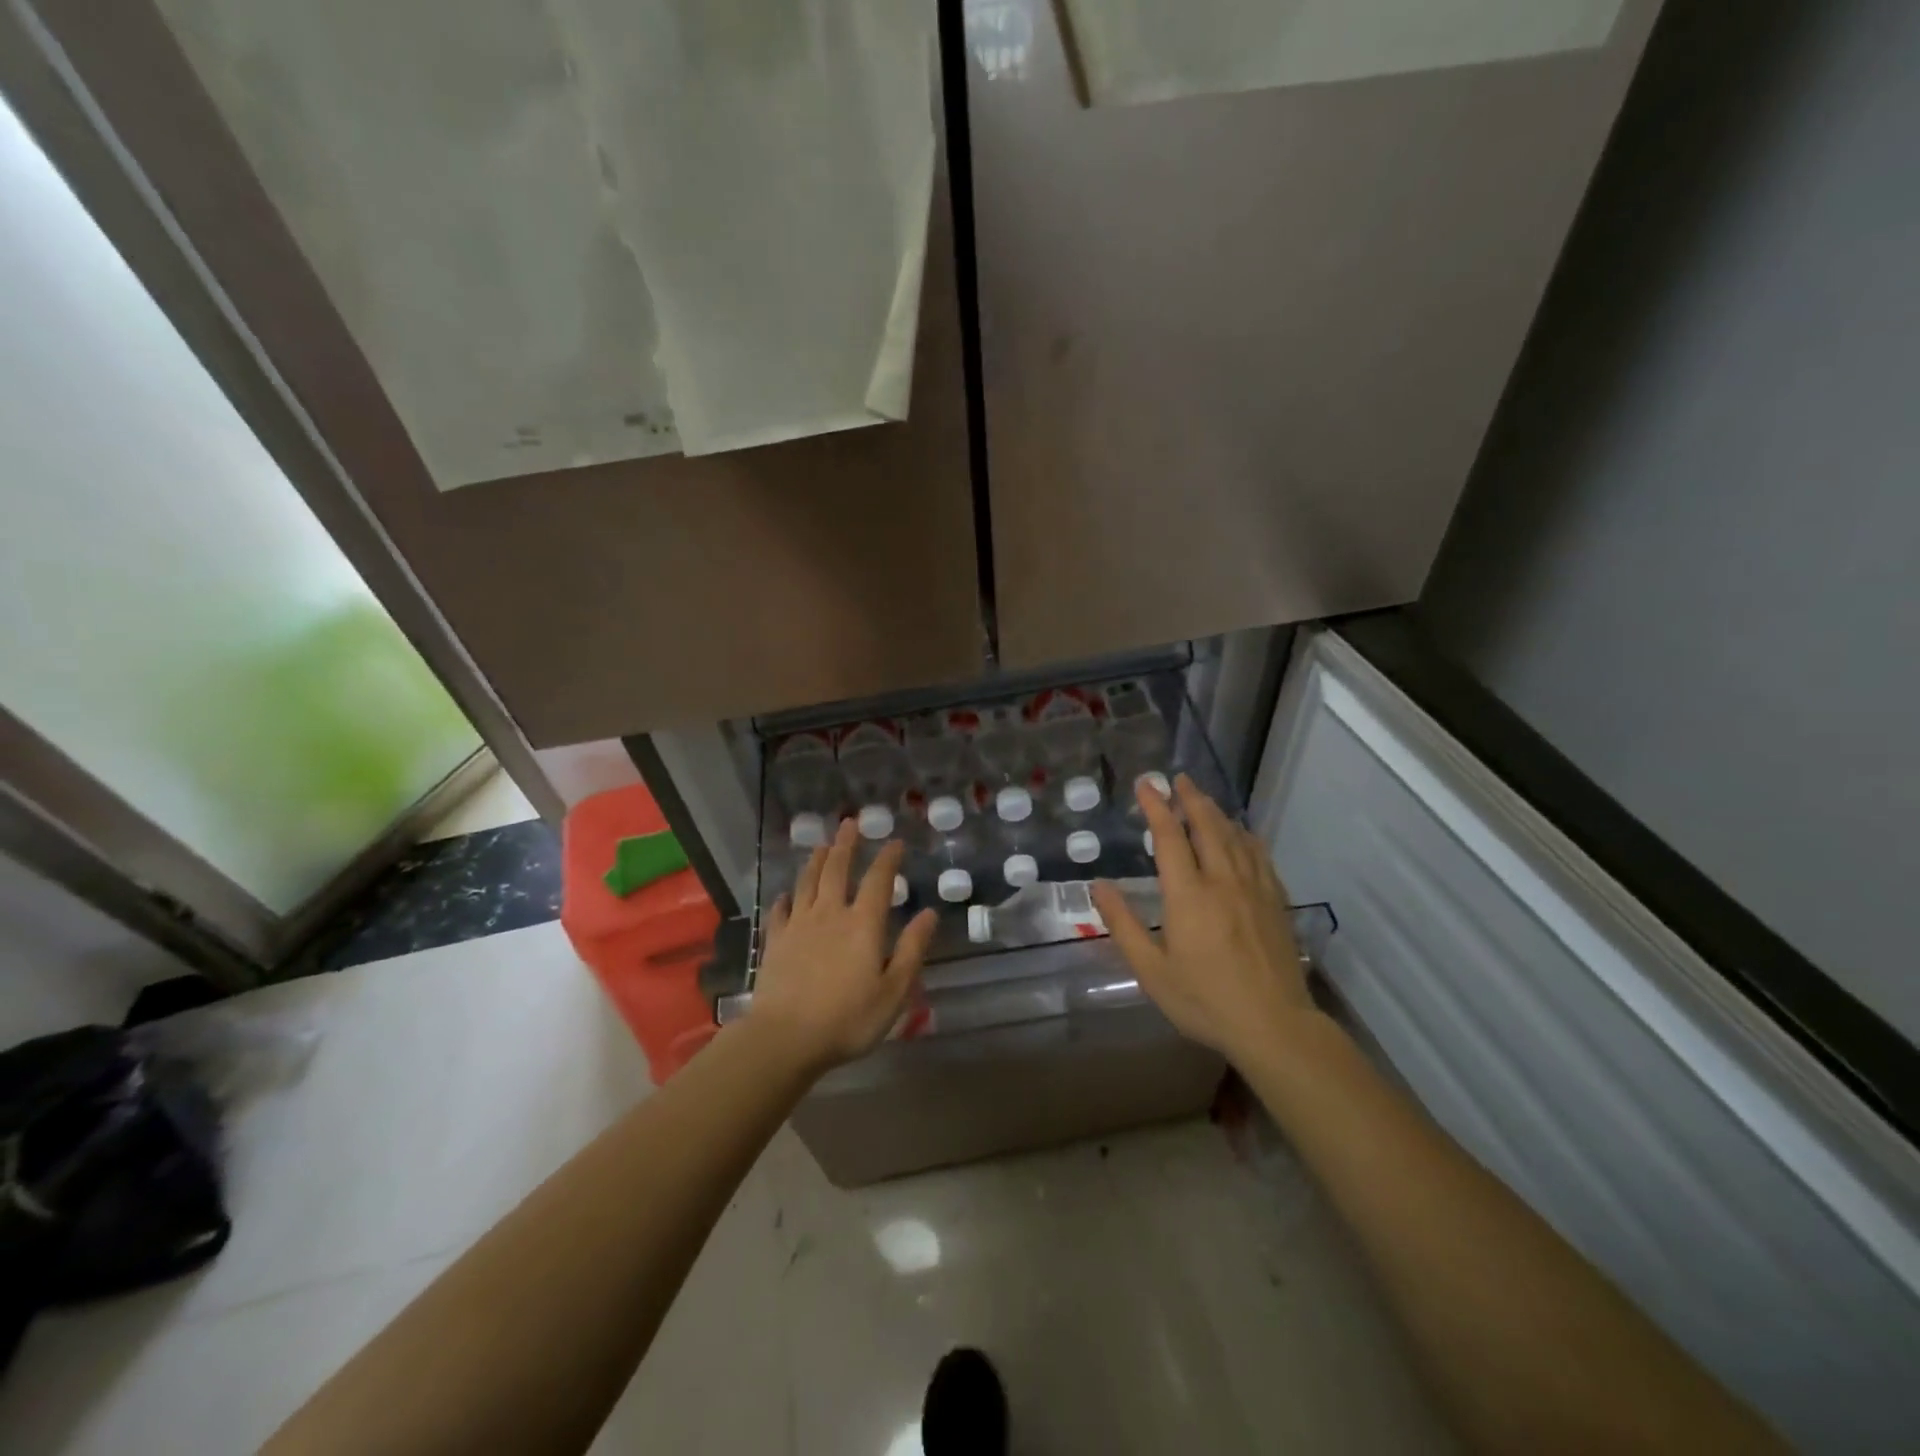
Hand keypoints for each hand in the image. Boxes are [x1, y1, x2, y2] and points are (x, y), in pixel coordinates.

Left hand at [748, 818, 935, 1074]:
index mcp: (863, 924)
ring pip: (808, 883)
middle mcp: (830, 914)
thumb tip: (929, 913)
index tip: (895, 842)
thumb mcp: (893, 991)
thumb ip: (912, 949)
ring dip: (816, 861)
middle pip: (837, 870)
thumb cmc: (847, 1019)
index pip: (878, 881)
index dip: (888, 859)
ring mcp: (799, 925)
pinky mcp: (776, 941)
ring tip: (823, 845)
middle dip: (846, 845)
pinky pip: (780, 911)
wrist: (784, 1038)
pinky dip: (785, 898)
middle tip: (850, 823)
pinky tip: (786, 895)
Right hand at [1092, 774, 1312, 1067]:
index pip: (1170, 837)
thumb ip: (1123, 925)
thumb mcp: (1152, 971)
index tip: (1146, 784)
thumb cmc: (1205, 1000)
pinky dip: (1245, 835)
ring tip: (1202, 797)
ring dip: (1216, 812)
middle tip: (1178, 779)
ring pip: (1235, 836)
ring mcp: (1254, 889)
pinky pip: (1259, 855)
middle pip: (1207, 826)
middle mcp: (1222, 881)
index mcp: (1189, 895)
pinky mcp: (1275, 901)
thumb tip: (1099, 886)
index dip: (1157, 807)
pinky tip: (1242, 832)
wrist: (1274, 1026)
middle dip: (1190, 799)